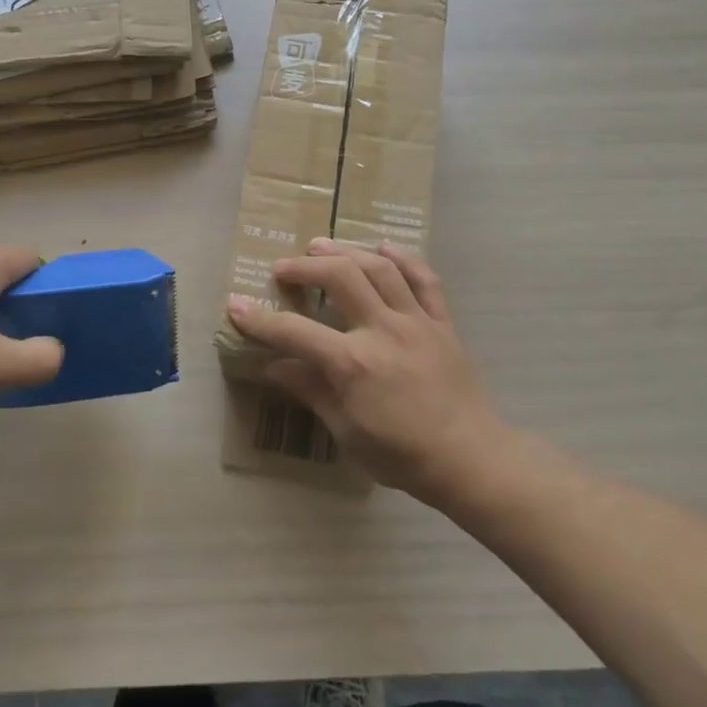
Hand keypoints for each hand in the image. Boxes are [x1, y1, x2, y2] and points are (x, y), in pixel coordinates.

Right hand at [227, 238, 504, 500]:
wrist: (471, 460)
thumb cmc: (402, 455)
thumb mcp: (347, 432)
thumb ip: (311, 392)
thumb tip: (275, 368)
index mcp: (353, 363)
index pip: (295, 332)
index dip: (260, 319)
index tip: (236, 305)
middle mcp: (383, 330)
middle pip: (340, 277)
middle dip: (305, 266)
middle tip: (283, 268)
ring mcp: (416, 321)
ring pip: (379, 268)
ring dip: (346, 251)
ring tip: (321, 245)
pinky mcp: (442, 323)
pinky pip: (425, 279)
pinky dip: (404, 258)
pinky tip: (384, 247)